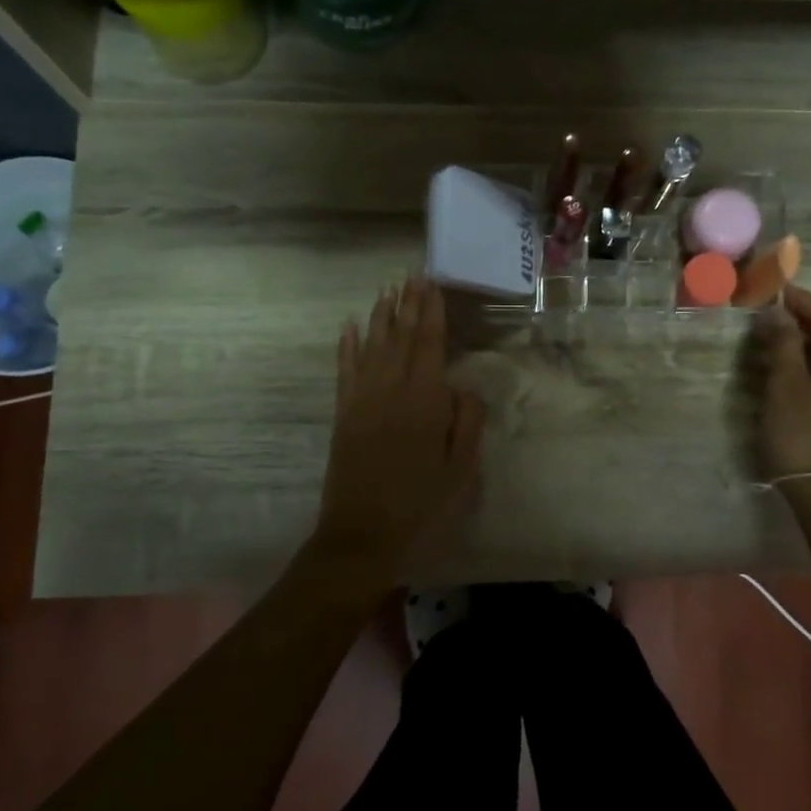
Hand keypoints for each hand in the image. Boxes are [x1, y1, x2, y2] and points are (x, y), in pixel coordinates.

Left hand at [313, 278, 485, 572]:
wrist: (362, 535)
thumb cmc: (421, 505)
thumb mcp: (461, 470)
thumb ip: (466, 422)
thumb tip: (462, 386)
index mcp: (424, 402)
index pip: (428, 345)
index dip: (431, 312)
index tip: (431, 284)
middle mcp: (390, 391)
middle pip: (399, 337)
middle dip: (406, 305)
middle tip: (410, 275)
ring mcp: (362, 401)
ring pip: (371, 347)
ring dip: (379, 316)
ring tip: (387, 290)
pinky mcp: (343, 415)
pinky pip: (344, 371)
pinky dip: (346, 347)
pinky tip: (349, 327)